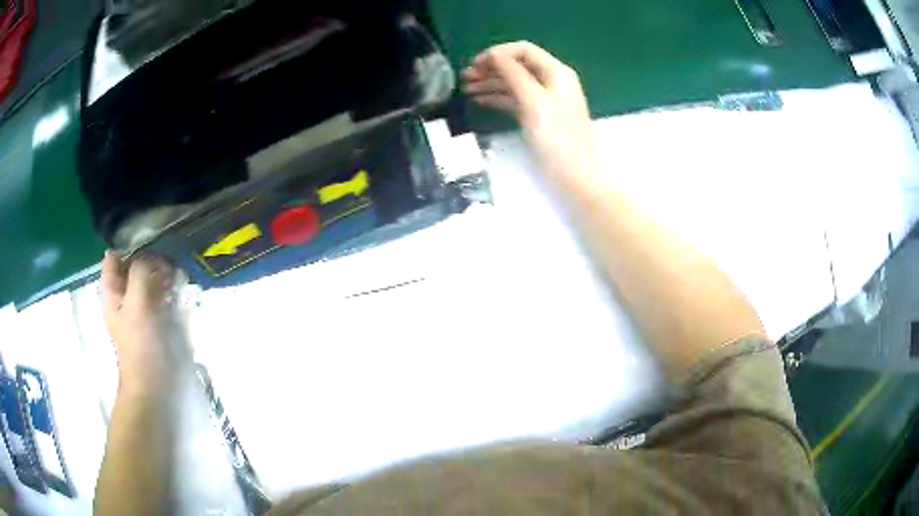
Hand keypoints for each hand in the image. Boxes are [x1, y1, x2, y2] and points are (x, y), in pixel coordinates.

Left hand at [101, 252, 183, 394]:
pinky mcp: (162, 322)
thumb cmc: (141, 344)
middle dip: (151, 260)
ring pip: (153, 281)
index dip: (128, 248)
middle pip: (135, 268)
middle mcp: (127, 298)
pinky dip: (174, 291)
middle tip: (167, 262)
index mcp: (114, 293)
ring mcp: (145, 311)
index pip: (114, 259)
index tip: (148, 243)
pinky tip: (183, 292)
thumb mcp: (136, 303)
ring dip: (165, 275)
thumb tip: (154, 257)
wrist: (158, 385)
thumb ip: (141, 272)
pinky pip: (167, 297)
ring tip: (177, 276)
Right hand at [462, 41, 601, 178]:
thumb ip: (513, 74)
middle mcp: (551, 81)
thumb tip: (494, 54)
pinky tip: (480, 100)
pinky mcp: (539, 117)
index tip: (474, 64)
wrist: (575, 176)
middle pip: (518, 65)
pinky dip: (498, 98)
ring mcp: (545, 100)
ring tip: (466, 89)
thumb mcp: (533, 101)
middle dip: (491, 68)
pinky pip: (516, 100)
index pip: (523, 50)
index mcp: (556, 72)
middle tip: (465, 77)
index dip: (498, 53)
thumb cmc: (556, 137)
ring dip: (491, 83)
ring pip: (514, 83)